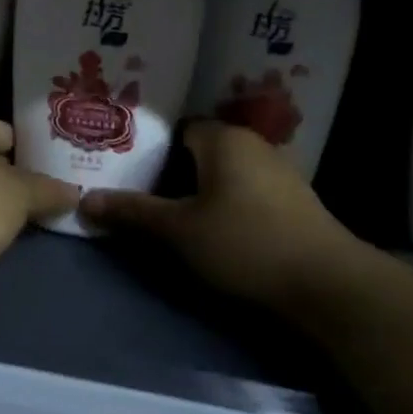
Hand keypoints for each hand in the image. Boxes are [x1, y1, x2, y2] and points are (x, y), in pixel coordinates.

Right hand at [80, 120, 365, 309]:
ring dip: (197, 190)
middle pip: (198, 150)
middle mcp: (252, 144)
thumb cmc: (244, 243)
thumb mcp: (179, 230)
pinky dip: (224, 203)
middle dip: (169, 171)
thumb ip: (132, 212)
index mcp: (223, 139)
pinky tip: (212, 229)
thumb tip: (85, 201)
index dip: (147, 149)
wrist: (327, 284)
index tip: (124, 171)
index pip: (175, 129)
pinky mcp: (292, 201)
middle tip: (138, 194)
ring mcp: (277, 172)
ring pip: (222, 173)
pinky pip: (244, 191)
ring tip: (169, 214)